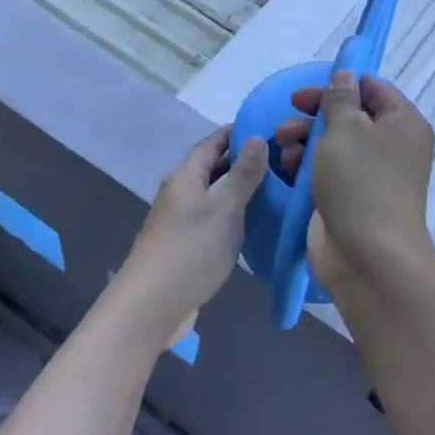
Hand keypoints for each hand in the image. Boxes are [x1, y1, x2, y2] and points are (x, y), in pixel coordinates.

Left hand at [106, 126, 266, 353]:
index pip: (213, 142)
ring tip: (278, 190)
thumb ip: (243, 175)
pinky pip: (215, 221)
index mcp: (186, 176)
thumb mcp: (224, 209)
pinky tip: (257, 225)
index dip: (239, 132)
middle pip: (214, 168)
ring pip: (216, 196)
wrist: (150, 307)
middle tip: (284, 161)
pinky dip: (235, 217)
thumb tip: (257, 138)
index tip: (272, 128)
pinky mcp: (187, 247)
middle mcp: (181, 193)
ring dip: (242, 191)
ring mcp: (182, 222)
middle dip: (245, 161)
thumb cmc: (190, 251)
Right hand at [273, 71, 434, 292]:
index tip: (308, 92)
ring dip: (305, 138)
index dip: (340, 84)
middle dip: (315, 114)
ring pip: (335, 143)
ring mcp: (372, 174)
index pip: (373, 88)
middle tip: (289, 115)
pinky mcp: (352, 197)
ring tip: (282, 144)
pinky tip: (286, 166)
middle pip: (350, 115)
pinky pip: (328, 170)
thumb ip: (340, 98)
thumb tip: (345, 76)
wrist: (368, 256)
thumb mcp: (345, 129)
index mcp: (403, 122)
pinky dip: (307, 164)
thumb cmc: (360, 182)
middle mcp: (392, 145)